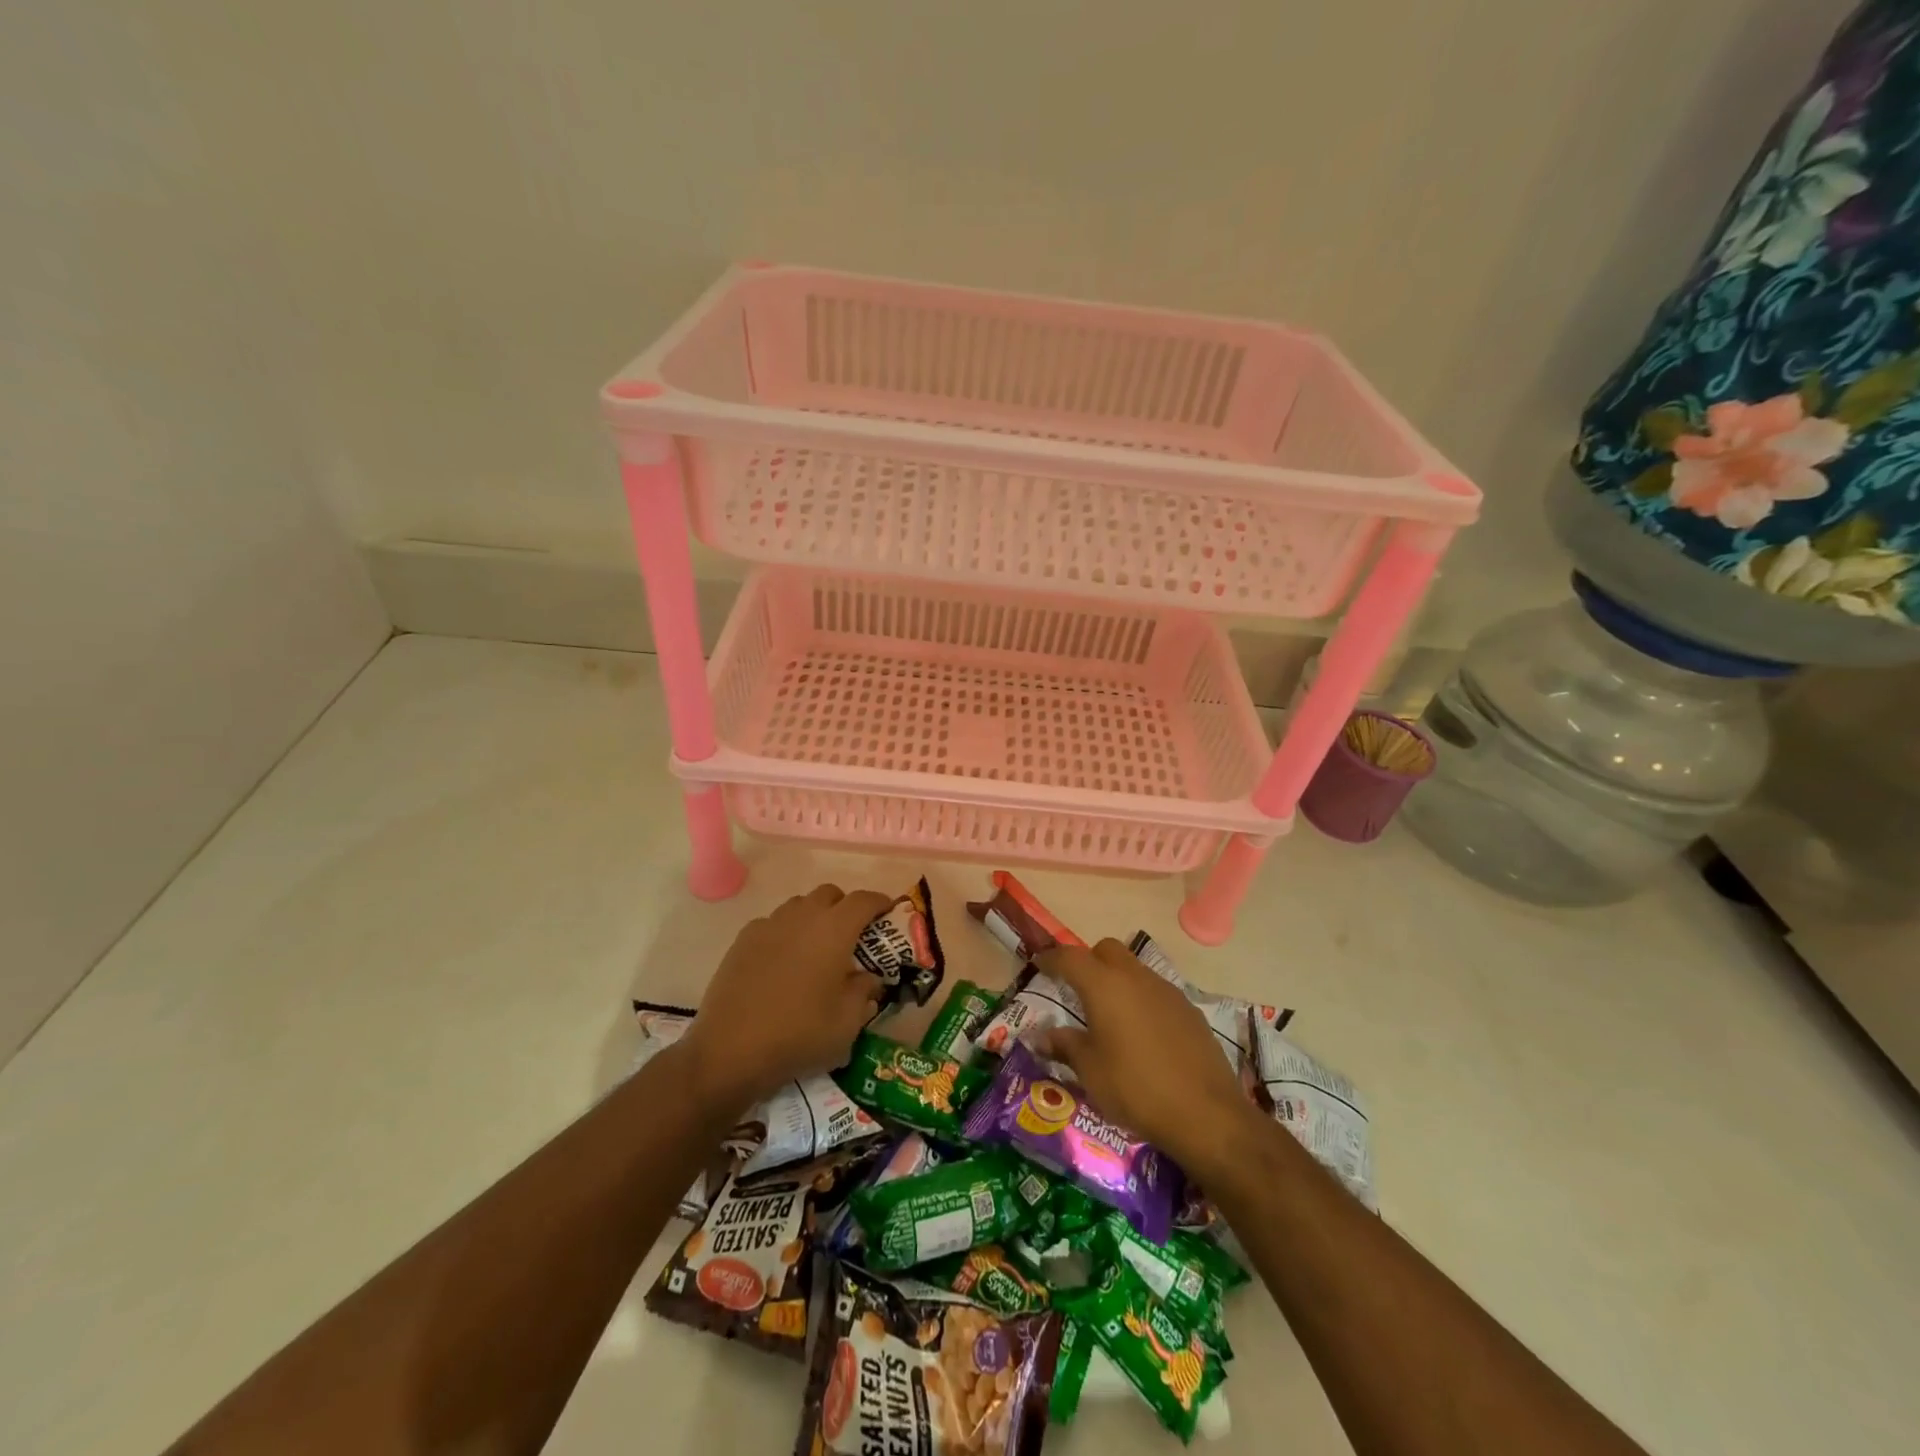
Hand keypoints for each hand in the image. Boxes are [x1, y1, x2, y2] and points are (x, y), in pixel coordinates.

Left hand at [677, 883, 893, 1112]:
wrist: (730, 1051)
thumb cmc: (799, 1034)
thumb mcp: (847, 1022)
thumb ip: (864, 992)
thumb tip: (867, 978)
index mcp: (834, 929)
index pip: (864, 900)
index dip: (880, 902)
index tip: (888, 913)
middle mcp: (802, 916)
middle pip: (830, 894)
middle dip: (845, 907)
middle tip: (853, 936)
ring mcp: (769, 925)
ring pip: (800, 906)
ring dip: (814, 917)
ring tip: (817, 949)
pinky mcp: (743, 940)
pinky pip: (773, 924)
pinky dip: (786, 933)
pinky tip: (784, 963)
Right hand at [1032, 939, 1260, 1178]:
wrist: (1206, 1114)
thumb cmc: (1136, 1089)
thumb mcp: (1091, 1071)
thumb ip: (1066, 1046)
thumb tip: (1043, 1037)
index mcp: (1105, 986)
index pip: (1070, 958)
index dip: (1052, 959)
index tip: (1039, 964)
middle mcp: (1136, 978)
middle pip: (1106, 950)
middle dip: (1088, 961)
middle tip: (1077, 989)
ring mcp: (1167, 992)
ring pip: (1134, 969)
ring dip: (1117, 980)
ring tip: (1109, 1015)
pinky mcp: (1189, 1010)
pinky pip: (1156, 992)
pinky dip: (1142, 1000)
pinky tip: (1142, 1034)